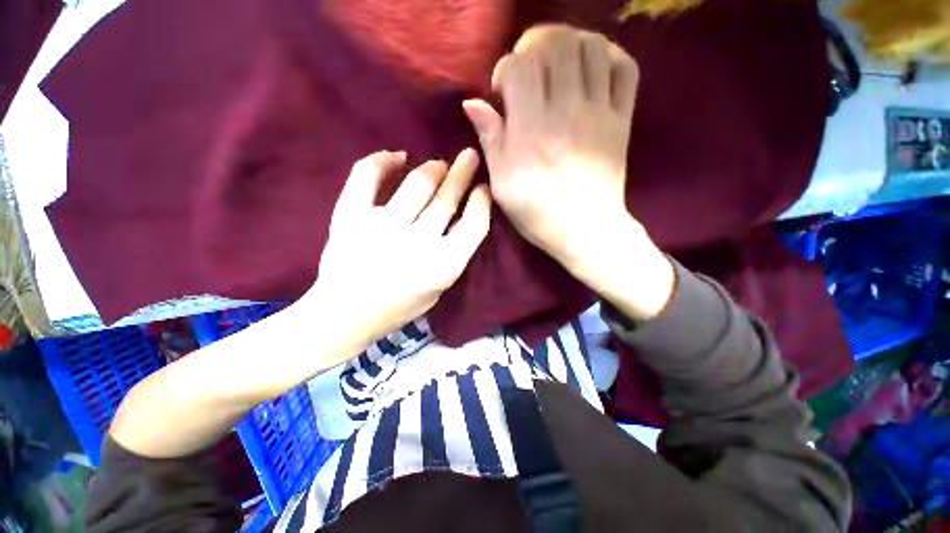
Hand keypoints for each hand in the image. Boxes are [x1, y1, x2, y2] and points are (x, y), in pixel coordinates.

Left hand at [310, 149, 490, 351]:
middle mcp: (417, 243)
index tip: (482, 188)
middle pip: (447, 198)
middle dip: (462, 173)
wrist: (345, 314)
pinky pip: (367, 176)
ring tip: (440, 164)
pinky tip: (397, 156)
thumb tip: (461, 215)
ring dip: (433, 168)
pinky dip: (382, 160)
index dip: (482, 201)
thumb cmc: (399, 306)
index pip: (474, 224)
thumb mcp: (440, 288)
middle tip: (468, 157)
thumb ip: (455, 254)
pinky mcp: (350, 217)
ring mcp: (382, 226)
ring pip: (417, 183)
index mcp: (443, 266)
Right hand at [464, 26, 673, 319]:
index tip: (504, 90)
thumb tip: (473, 102)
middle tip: (529, 66)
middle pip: (556, 44)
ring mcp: (599, 113)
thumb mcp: (503, 186)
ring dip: (570, 44)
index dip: (506, 68)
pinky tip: (590, 69)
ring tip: (557, 65)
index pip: (519, 67)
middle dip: (536, 44)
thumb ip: (491, 141)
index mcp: (531, 132)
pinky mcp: (621, 119)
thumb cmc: (537, 213)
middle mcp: (566, 113)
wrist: (586, 230)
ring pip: (591, 46)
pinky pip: (624, 68)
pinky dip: (608, 55)